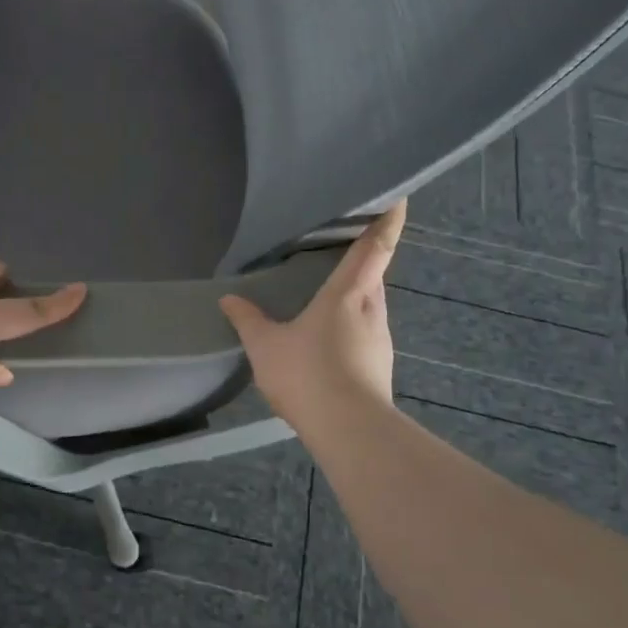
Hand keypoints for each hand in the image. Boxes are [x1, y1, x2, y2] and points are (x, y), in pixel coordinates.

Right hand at [219, 203, 404, 426]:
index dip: (388, 219)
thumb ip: (247, 320)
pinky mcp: (380, 365)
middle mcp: (372, 309)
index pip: (377, 245)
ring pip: (371, 305)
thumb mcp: (265, 346)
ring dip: (355, 296)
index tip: (398, 197)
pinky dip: (351, 326)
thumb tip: (229, 298)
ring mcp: (380, 339)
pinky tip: (328, 341)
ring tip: (328, 296)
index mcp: (349, 293)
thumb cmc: (308, 374)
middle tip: (341, 248)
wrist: (350, 431)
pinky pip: (366, 332)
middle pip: (374, 274)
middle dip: (364, 259)